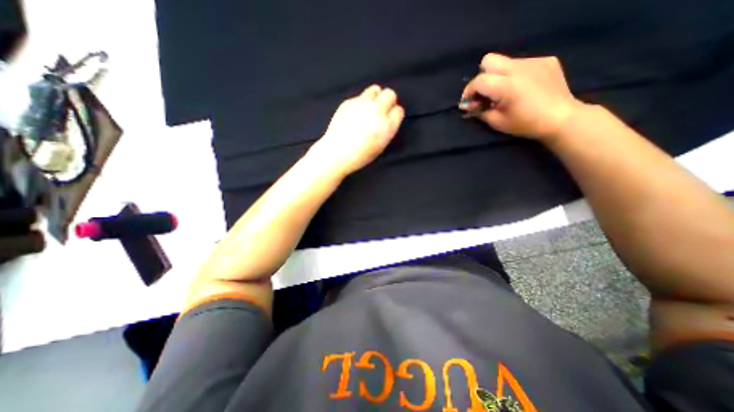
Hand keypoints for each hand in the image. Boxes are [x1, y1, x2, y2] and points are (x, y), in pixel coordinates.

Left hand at [307, 83, 403, 177]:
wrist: (337, 152)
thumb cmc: (360, 155)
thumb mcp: (380, 146)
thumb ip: (387, 129)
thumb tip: (388, 118)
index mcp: (386, 127)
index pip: (399, 111)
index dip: (395, 113)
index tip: (391, 117)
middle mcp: (376, 112)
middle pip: (390, 94)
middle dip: (388, 100)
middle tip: (383, 108)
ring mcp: (362, 105)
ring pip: (375, 89)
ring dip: (375, 96)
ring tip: (370, 106)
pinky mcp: (349, 102)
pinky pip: (359, 96)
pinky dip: (360, 102)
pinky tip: (355, 113)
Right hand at [460, 53, 588, 143]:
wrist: (561, 118)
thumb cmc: (525, 124)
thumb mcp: (497, 122)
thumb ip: (479, 111)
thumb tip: (468, 105)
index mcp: (506, 86)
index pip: (479, 80)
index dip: (468, 91)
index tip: (468, 101)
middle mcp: (519, 68)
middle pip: (489, 60)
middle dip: (482, 76)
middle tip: (485, 92)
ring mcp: (534, 61)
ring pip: (505, 61)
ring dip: (498, 76)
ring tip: (505, 91)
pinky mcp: (546, 60)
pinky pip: (522, 63)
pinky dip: (515, 74)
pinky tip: (522, 87)